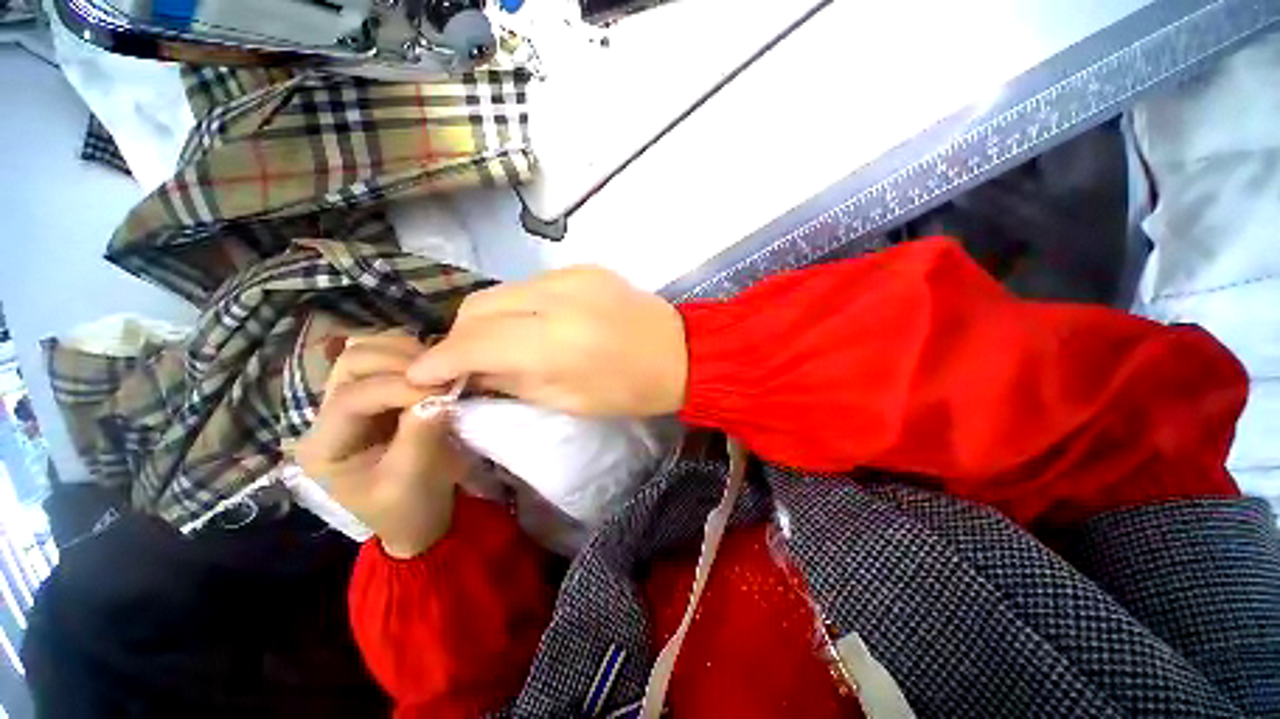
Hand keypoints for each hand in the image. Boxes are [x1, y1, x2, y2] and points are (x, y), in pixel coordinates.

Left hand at [296, 332, 468, 558]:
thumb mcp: (409, 480)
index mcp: (324, 445)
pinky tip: (436, 370)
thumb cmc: (407, 507)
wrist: (419, 515)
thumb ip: (419, 435)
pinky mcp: (380, 396)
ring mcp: (354, 401)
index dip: (397, 389)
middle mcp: (329, 415)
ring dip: (407, 354)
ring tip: (439, 371)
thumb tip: (440, 396)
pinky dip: (415, 356)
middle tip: (440, 375)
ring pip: (368, 353)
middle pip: (351, 363)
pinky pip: (391, 360)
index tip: (442, 393)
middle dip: (398, 362)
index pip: (351, 399)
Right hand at [407, 267, 687, 416]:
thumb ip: (512, 381)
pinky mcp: (584, 267)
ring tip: (498, 344)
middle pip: (479, 306)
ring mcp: (571, 275)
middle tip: (464, 362)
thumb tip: (470, 371)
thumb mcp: (568, 401)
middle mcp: (557, 298)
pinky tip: (532, 325)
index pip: (475, 342)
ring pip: (501, 291)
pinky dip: (519, 305)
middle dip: (461, 336)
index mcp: (556, 343)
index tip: (421, 375)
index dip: (439, 359)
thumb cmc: (629, 390)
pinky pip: (531, 284)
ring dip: (488, 319)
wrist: (680, 353)